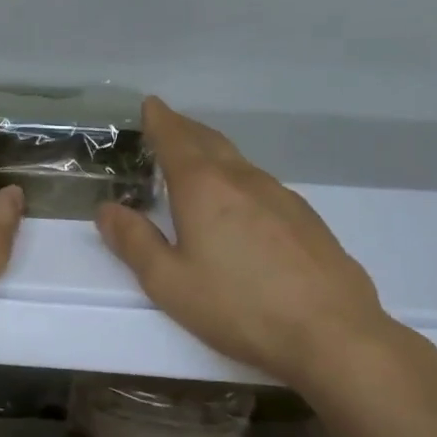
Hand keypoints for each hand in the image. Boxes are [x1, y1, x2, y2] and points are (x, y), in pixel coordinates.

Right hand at [95, 98, 395, 386]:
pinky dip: (239, 181)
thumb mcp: (169, 282)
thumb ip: (134, 242)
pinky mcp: (306, 219)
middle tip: (167, 125)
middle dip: (185, 130)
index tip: (150, 104)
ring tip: (197, 163)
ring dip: (213, 154)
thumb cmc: (238, 306)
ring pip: (239, 163)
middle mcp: (244, 181)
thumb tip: (106, 209)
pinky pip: (261, 186)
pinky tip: (240, 206)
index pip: (176, 139)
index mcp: (204, 188)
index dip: (160, 120)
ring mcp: (281, 197)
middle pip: (210, 142)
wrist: (331, 332)